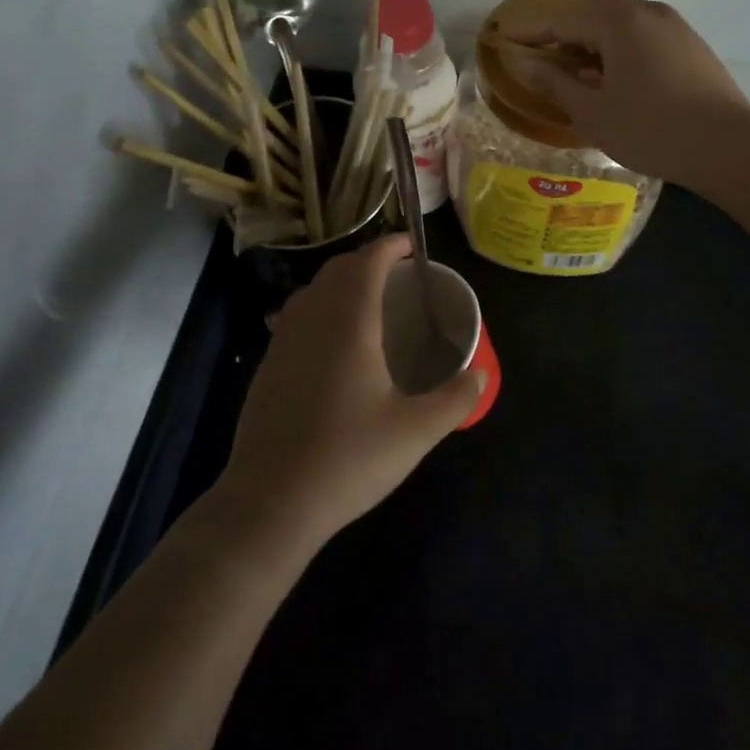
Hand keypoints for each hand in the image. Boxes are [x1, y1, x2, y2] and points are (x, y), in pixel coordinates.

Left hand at [218, 236, 484, 550]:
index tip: (411, 246)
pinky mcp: (268, 367)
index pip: (368, 262)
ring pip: (312, 290)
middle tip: (396, 274)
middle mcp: (313, 320)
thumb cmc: (348, 459)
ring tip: (367, 301)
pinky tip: (333, 342)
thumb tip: (481, 375)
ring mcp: (284, 342)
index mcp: (349, 323)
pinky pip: (296, 316)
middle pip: (338, 269)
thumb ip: (455, 399)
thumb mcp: (415, 432)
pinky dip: (319, 307)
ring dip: (340, 282)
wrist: (270, 503)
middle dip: (367, 260)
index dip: (390, 246)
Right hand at [504, 0, 749, 185]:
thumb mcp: (593, 111)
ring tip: (567, 67)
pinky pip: (639, 34)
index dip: (529, 30)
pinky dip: (615, 47)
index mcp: (619, 21)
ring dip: (587, 40)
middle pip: (590, 13)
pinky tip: (609, 74)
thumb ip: (553, 81)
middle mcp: (646, 11)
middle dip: (558, 32)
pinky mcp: (689, 43)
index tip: (502, 38)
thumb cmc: (652, 130)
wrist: (729, 147)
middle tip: (532, 53)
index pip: (561, 19)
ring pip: (617, 23)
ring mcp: (672, 25)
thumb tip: (521, 61)